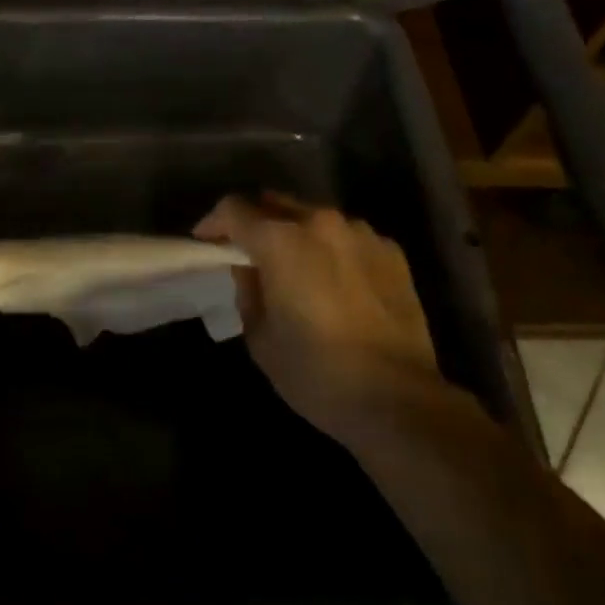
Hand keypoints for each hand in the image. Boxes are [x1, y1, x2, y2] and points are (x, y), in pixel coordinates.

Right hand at [196, 195, 447, 446]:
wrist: (398, 399)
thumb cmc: (317, 372)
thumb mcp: (260, 338)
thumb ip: (247, 291)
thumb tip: (249, 269)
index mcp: (281, 240)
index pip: (233, 209)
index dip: (213, 223)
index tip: (206, 243)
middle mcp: (320, 222)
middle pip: (276, 204)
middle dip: (256, 223)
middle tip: (249, 254)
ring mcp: (361, 233)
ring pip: (315, 219)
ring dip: (298, 235)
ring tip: (297, 268)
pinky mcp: (392, 251)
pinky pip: (349, 238)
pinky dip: (333, 250)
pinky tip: (336, 282)